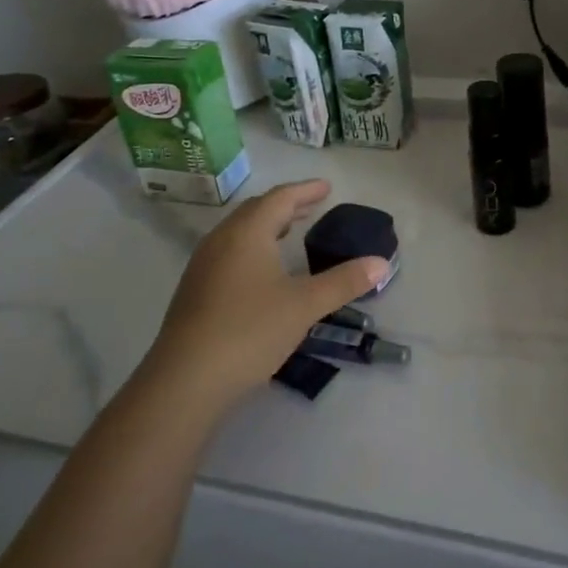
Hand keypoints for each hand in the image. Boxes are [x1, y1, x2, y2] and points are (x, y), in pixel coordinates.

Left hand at [139, 181, 387, 412]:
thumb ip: (343, 281)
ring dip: (267, 226)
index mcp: (247, 233)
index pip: (280, 198)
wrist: (186, 379)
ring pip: (239, 232)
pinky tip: (263, 271)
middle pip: (256, 210)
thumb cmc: (249, 330)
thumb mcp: (304, 305)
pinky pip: (229, 252)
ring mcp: (203, 266)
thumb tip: (381, 263)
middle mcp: (221, 240)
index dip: (305, 190)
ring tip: (290, 232)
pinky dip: (253, 247)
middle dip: (286, 205)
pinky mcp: (195, 291)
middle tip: (311, 207)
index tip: (327, 187)